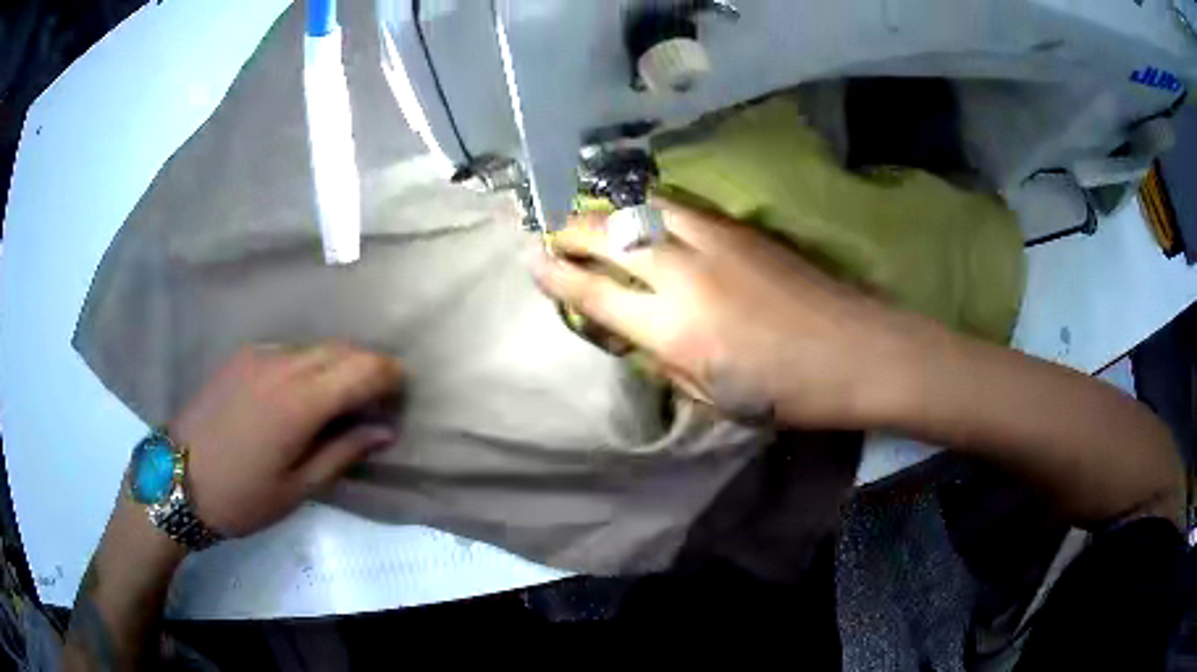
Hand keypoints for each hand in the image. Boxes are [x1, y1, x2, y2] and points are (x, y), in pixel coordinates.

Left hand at [169, 343, 403, 536]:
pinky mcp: (241, 357)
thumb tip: (385, 432)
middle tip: (375, 401)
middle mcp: (283, 364)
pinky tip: (299, 394)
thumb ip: (344, 452)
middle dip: (367, 368)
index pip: (362, 368)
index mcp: (301, 401)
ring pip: (315, 347)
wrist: (177, 479)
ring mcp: (258, 355)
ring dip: (338, 366)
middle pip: (342, 349)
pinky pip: (288, 350)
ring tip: (339, 400)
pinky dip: (308, 365)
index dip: (389, 376)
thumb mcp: (299, 488)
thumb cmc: (242, 496)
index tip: (401, 394)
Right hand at [534, 199, 919, 428]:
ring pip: (642, 208)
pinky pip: (677, 207)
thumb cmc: (786, 393)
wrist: (855, 351)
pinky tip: (641, 213)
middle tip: (547, 229)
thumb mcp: (712, 398)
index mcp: (674, 330)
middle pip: (609, 236)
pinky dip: (648, 208)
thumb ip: (664, 359)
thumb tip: (634, 331)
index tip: (532, 260)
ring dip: (607, 210)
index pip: (595, 293)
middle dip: (569, 230)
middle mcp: (684, 275)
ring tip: (588, 215)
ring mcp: (714, 242)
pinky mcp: (740, 228)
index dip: (557, 275)